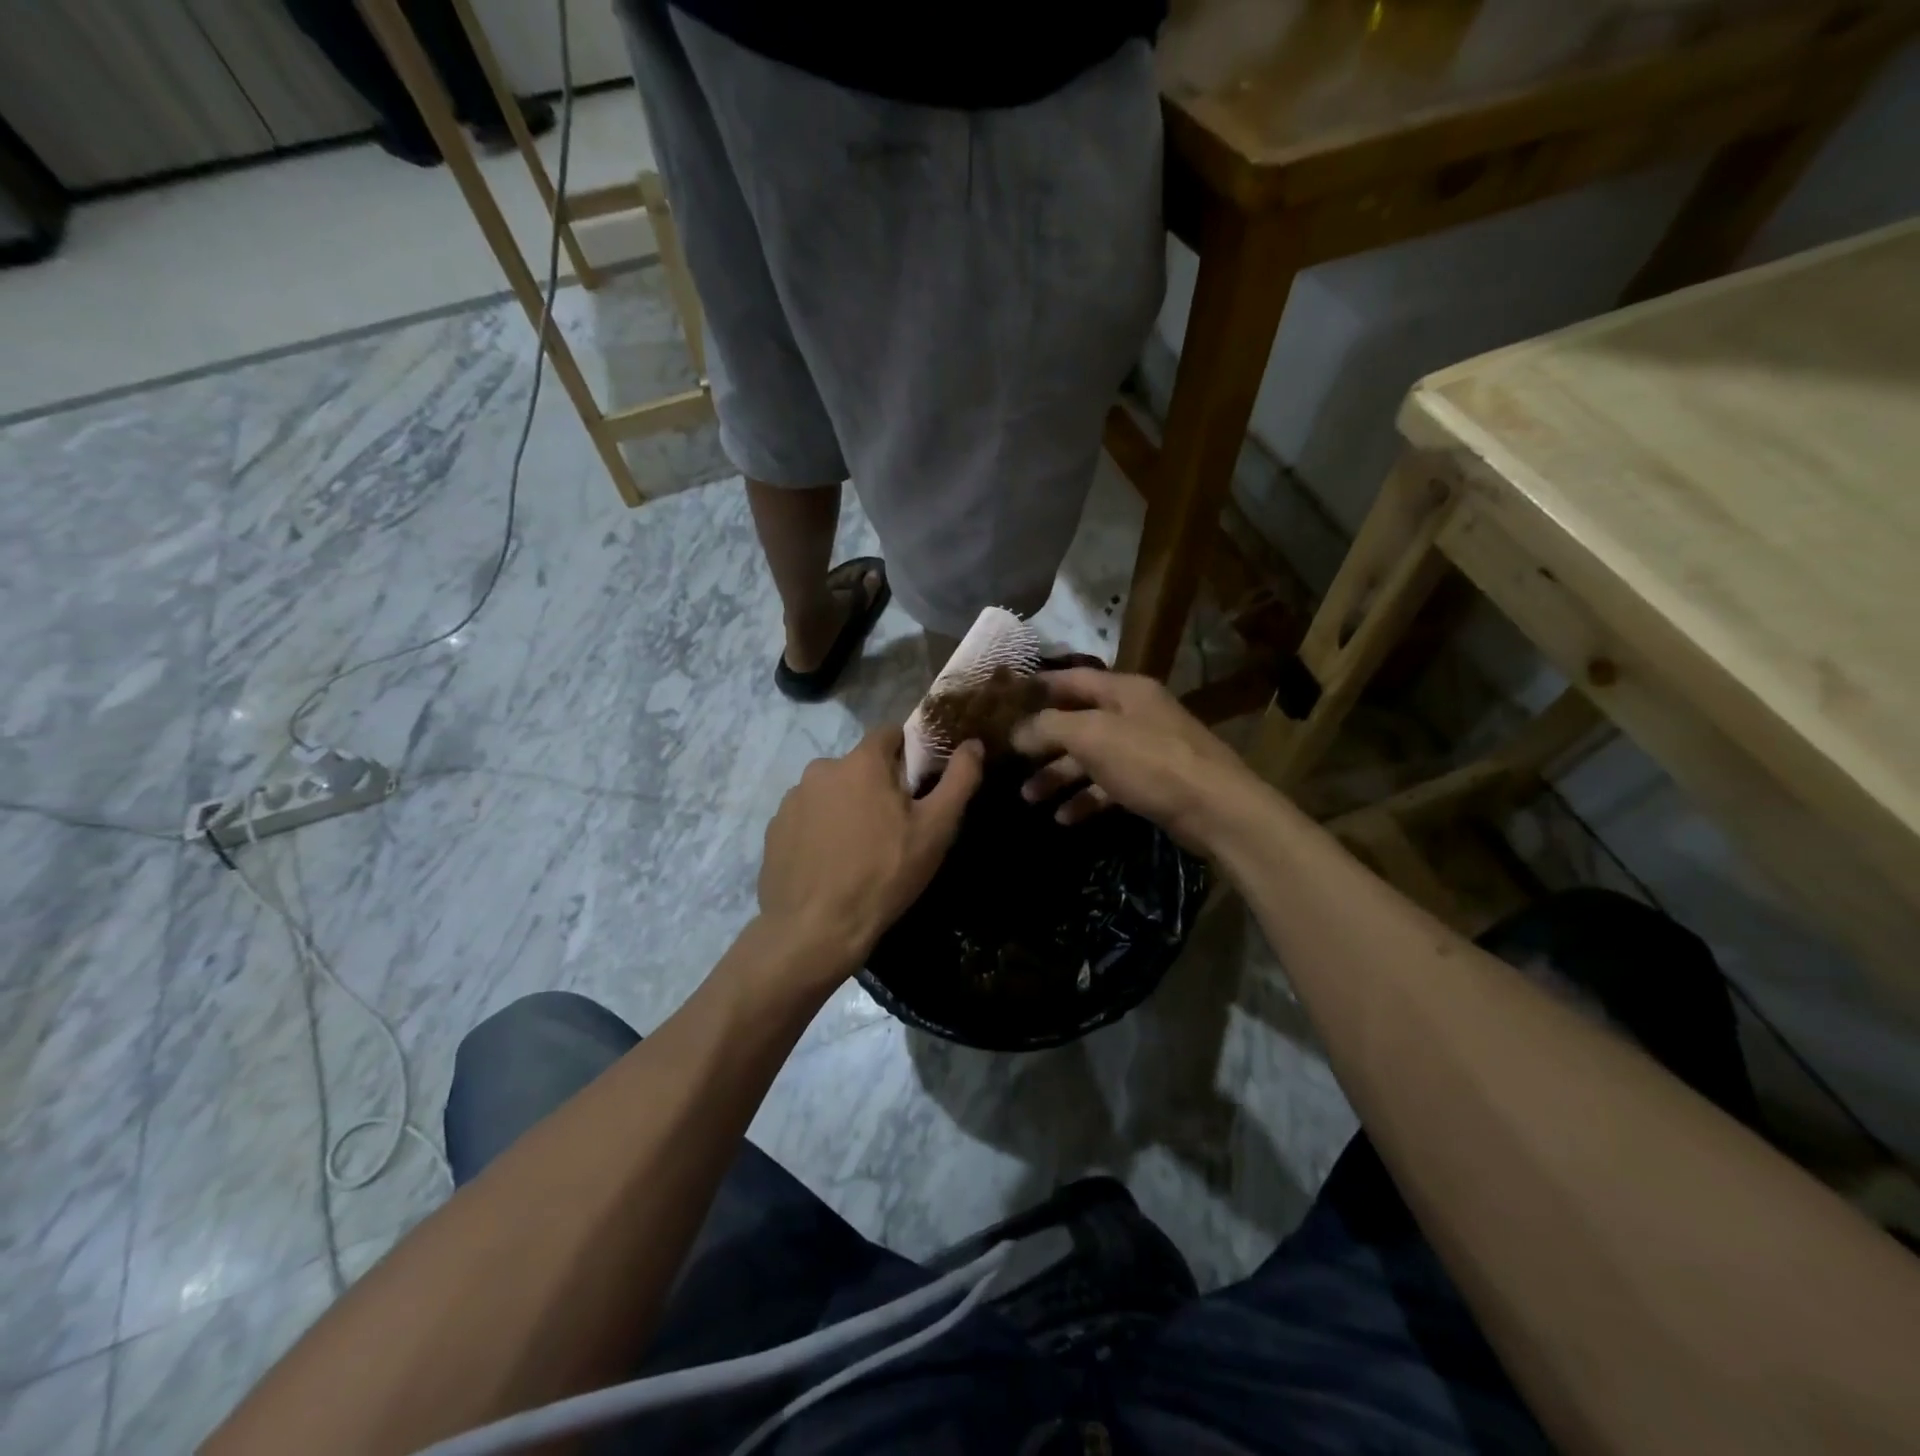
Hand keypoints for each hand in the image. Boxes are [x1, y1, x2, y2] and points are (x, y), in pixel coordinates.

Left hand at [758, 726, 983, 982]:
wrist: (816, 929)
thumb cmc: (884, 874)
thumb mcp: (935, 829)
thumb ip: (959, 779)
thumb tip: (973, 743)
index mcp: (861, 762)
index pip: (890, 734)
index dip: (909, 754)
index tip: (919, 786)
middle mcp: (821, 769)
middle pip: (860, 766)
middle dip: (878, 786)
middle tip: (894, 827)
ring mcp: (792, 800)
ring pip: (832, 792)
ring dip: (847, 808)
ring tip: (860, 850)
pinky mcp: (774, 829)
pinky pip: (808, 818)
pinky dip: (822, 830)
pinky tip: (832, 863)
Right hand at [1011, 669, 1252, 847]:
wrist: (1216, 809)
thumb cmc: (1150, 761)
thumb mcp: (1092, 737)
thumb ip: (1049, 728)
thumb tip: (1015, 730)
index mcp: (1123, 690)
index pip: (1071, 679)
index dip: (1037, 688)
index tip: (1003, 701)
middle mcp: (1134, 713)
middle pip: (1077, 721)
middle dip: (1042, 742)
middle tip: (1008, 759)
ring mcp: (1145, 748)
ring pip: (1090, 757)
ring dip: (1058, 775)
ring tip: (1028, 797)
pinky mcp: (1152, 782)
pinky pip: (1108, 785)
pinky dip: (1085, 799)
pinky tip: (1064, 818)